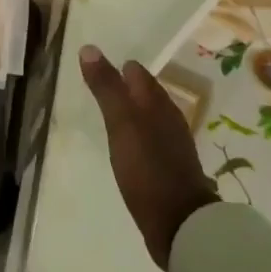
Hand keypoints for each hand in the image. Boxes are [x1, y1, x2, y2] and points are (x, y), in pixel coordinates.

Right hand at [80, 46, 217, 269]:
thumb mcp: (121, 123)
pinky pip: (151, 141)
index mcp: (158, 103)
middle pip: (146, 94)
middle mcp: (169, 119)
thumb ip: (106, 87)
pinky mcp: (170, 169)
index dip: (119, 67)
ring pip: (149, 117)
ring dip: (132, 112)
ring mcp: (172, 145)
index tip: (97, 66)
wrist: (180, 223)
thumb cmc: (148, 167)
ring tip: (110, 114)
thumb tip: (89, 48)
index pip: (137, 73)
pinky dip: (137, 135)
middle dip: (126, 87)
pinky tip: (127, 146)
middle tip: (100, 86)